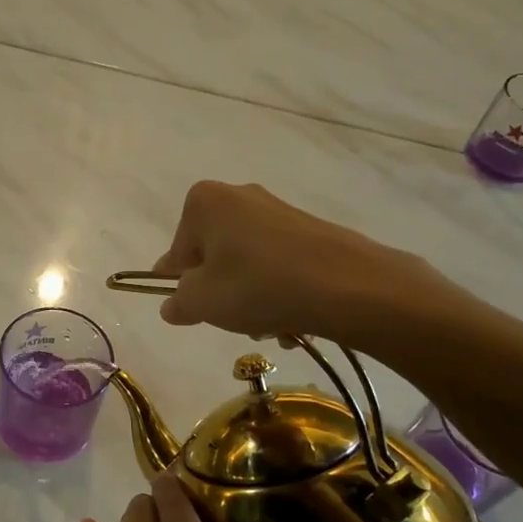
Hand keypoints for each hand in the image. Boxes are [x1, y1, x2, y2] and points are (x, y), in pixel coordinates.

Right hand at [151, 180, 449, 347]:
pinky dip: (280, 291)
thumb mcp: (201, 302)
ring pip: (249, 264)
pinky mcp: (312, 230)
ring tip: (269, 326)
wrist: (349, 286)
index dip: (180, 285)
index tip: (193, 311)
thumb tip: (173, 304)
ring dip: (251, 298)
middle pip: (215, 255)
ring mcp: (280, 211)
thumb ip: (178, 302)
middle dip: (222, 292)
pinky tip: (294, 319)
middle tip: (234, 320)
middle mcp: (240, 196)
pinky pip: (280, 265)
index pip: (177, 251)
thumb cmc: (257, 286)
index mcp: (204, 202)